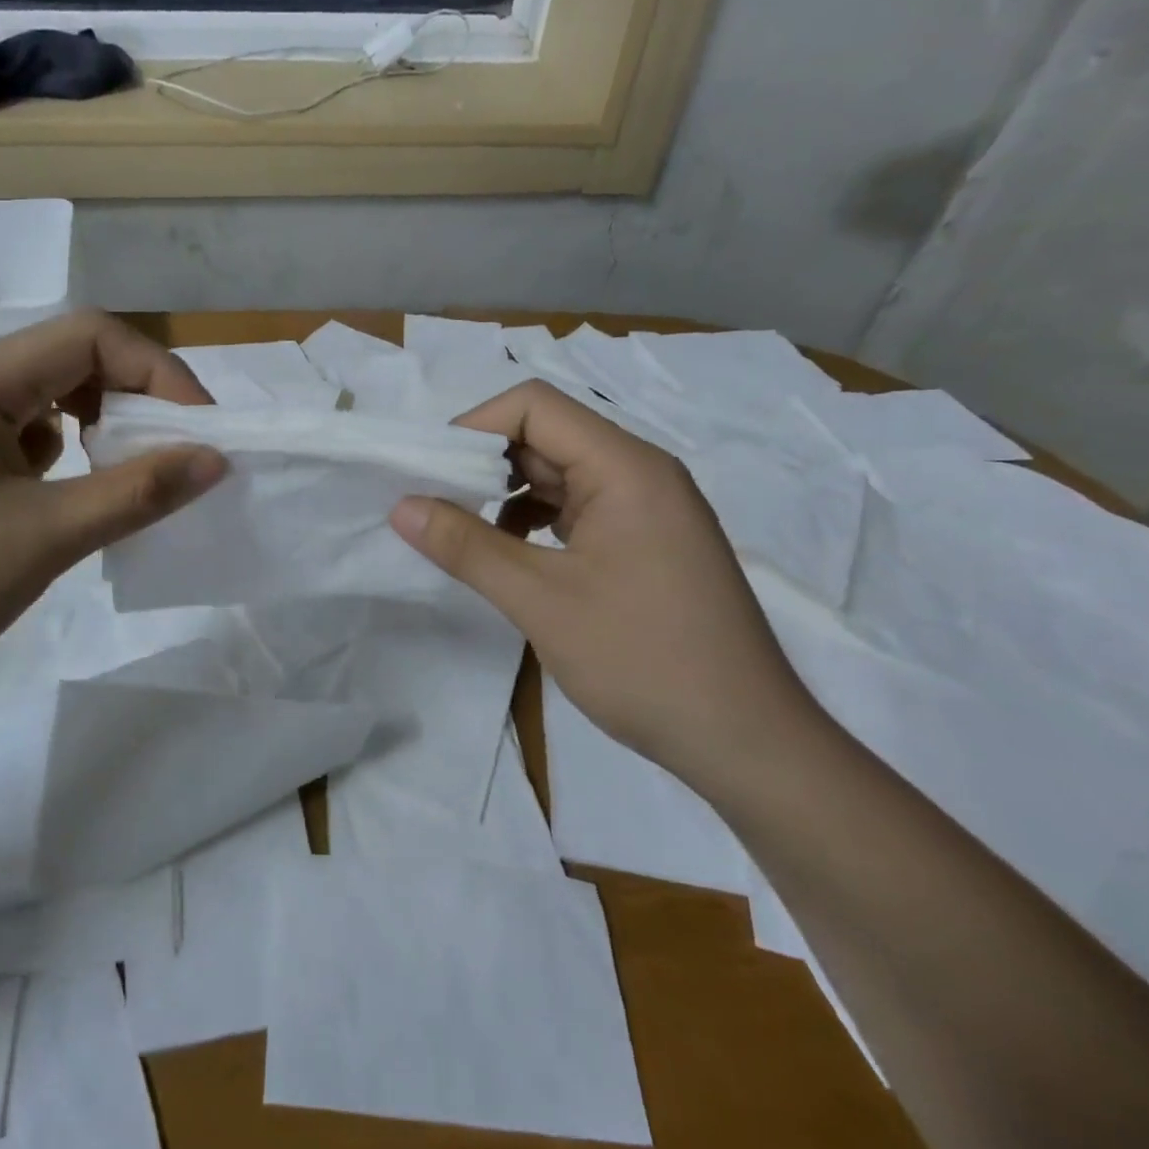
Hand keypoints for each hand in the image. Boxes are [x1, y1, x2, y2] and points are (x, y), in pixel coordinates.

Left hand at [0, 312, 224, 733]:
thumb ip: (138, 491)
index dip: (157, 373)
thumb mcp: (46, 537)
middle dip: (134, 399)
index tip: (199, 432)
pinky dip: (64, 456)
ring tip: (128, 477)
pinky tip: (68, 500)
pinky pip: (20, 435)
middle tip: (175, 454)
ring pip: (46, 398)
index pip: (90, 336)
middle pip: (69, 359)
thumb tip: (215, 458)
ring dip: (100, 427)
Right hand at [389, 380, 816, 779]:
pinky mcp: (646, 542)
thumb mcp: (541, 601)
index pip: (534, 405)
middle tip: (430, 504)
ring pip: (559, 474)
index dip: (472, 428)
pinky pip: (577, 509)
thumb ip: (466, 547)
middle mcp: (640, 472)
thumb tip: (401, 506)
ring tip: (461, 532)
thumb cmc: (644, 661)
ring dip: (505, 494)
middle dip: (482, 464)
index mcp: (625, 467)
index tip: (428, 473)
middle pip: (545, 435)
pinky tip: (509, 556)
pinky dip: (534, 521)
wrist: (746, 742)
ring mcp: (647, 509)